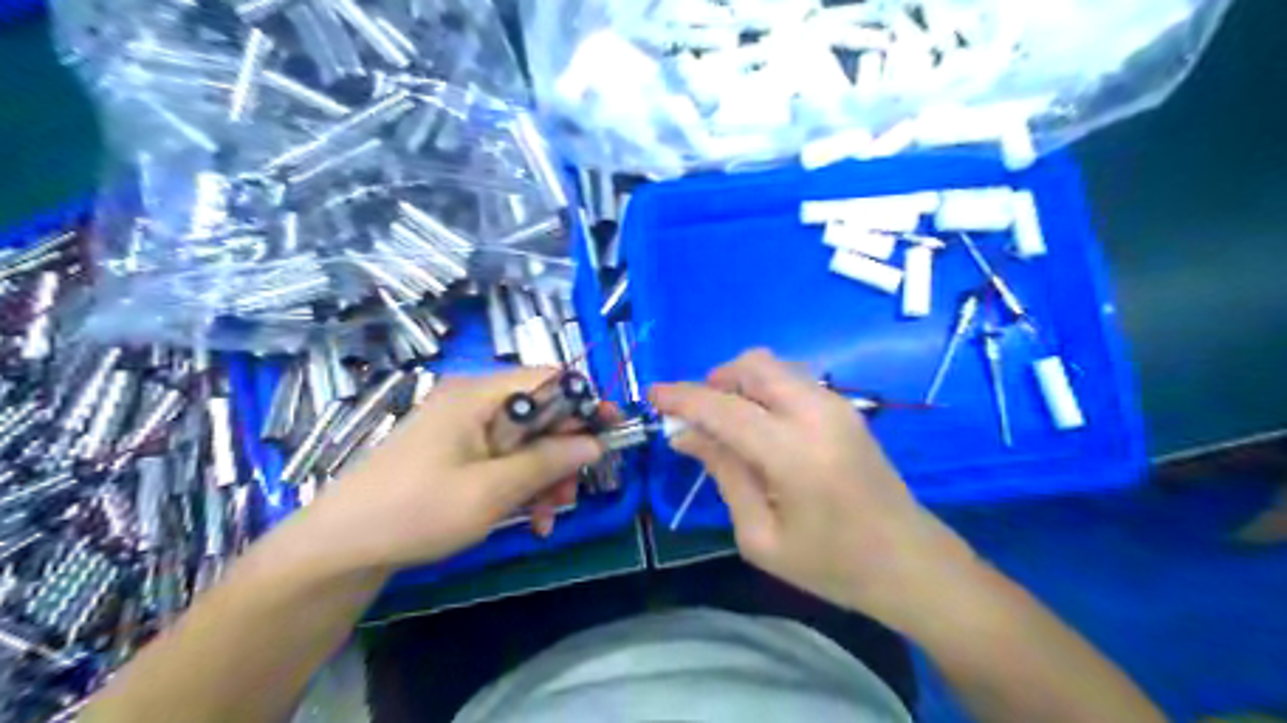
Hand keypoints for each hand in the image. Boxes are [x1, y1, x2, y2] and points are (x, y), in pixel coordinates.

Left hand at [301, 369, 604, 572]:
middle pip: (539, 413)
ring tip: (547, 517)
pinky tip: (527, 519)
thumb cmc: (416, 511)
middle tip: (572, 492)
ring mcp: (461, 428)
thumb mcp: (492, 490)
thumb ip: (548, 462)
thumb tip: (595, 443)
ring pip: (524, 441)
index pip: (548, 378)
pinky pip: (502, 458)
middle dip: (562, 453)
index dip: (584, 402)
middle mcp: (471, 401)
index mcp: (477, 395)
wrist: (340, 548)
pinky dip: (520, 484)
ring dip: (544, 476)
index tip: (609, 433)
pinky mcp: (454, 452)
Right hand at [655, 350, 975, 626]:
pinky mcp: (846, 408)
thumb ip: (723, 474)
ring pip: (773, 366)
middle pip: (752, 365)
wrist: (909, 562)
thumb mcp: (760, 536)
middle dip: (715, 380)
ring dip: (740, 382)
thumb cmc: (831, 563)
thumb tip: (685, 434)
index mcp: (793, 452)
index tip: (652, 395)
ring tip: (727, 424)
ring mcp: (837, 405)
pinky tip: (759, 426)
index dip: (683, 397)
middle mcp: (816, 412)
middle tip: (697, 417)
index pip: (724, 408)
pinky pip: (792, 379)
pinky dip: (764, 389)